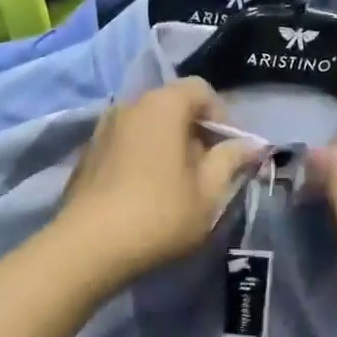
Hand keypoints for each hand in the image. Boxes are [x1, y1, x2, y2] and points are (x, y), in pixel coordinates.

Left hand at [53, 79, 261, 288]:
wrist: (90, 246)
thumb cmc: (160, 214)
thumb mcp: (208, 192)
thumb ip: (230, 160)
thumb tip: (250, 144)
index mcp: (163, 105)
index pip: (200, 89)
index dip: (221, 117)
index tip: (227, 152)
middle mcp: (128, 105)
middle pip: (171, 106)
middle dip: (194, 132)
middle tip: (206, 172)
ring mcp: (102, 129)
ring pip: (146, 126)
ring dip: (166, 146)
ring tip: (175, 185)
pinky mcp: (86, 154)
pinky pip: (124, 144)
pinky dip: (141, 158)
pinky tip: (144, 194)